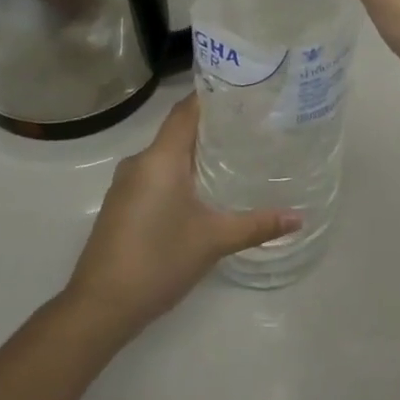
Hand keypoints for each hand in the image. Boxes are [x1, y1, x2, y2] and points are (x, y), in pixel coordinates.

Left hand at [64, 96, 298, 336]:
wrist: (100, 307)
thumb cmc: (158, 260)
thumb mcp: (214, 240)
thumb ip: (257, 225)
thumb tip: (299, 218)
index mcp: (161, 157)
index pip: (187, 110)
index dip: (213, 97)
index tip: (244, 92)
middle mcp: (140, 161)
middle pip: (178, 130)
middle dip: (211, 127)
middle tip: (250, 126)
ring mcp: (126, 184)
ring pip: (165, 155)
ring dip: (194, 153)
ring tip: (233, 155)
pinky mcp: (121, 205)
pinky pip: (154, 175)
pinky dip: (178, 173)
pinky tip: (202, 190)